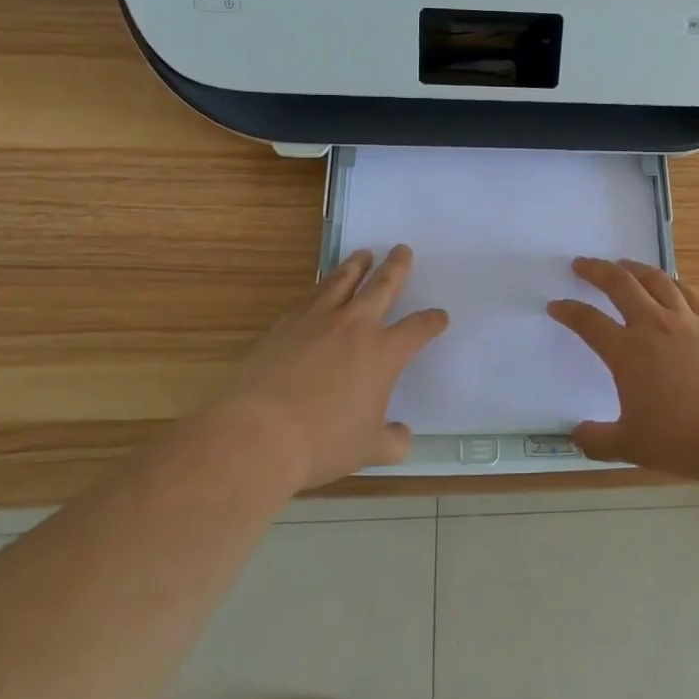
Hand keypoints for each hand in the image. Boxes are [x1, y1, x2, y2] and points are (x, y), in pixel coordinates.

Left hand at [231, 245, 447, 490]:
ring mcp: (317, 321)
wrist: (259, 434)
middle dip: (396, 267)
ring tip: (362, 254)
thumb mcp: (368, 449)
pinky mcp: (285, 325)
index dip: (432, 321)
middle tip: (402, 249)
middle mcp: (354, 327)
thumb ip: (392, 441)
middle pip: (382, 287)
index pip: (418, 329)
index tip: (440, 316)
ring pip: (342, 282)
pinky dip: (322, 287)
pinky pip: (310, 297)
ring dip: (356, 266)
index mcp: (383, 353)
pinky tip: (322, 288)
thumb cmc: (322, 442)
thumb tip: (402, 436)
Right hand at [548, 257, 698, 483]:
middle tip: (581, 264)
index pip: (589, 322)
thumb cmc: (682, 439)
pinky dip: (674, 284)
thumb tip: (576, 434)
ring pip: (657, 281)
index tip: (556, 305)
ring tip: (623, 265)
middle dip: (597, 271)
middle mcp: (655, 326)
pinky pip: (690, 295)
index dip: (569, 311)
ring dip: (635, 269)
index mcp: (628, 351)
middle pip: (621, 285)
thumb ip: (597, 440)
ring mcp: (688, 322)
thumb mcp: (630, 446)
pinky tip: (671, 285)